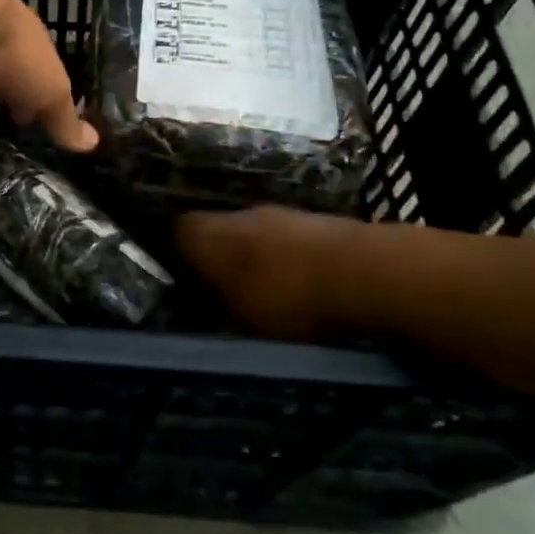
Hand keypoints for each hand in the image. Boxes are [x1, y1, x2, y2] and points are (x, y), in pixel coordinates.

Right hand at [178, 205, 398, 339]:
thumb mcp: (236, 320)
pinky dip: (284, 259)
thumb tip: (192, 307)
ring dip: (252, 258)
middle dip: (215, 258)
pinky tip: (296, 286)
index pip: (174, 232)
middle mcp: (235, 213)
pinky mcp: (310, 220)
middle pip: (213, 230)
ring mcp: (277, 213)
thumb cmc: (285, 298)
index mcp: (206, 233)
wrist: (362, 271)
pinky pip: (283, 240)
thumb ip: (209, 309)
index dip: (172, 256)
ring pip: (250, 234)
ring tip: (261, 294)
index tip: (178, 283)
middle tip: (219, 293)